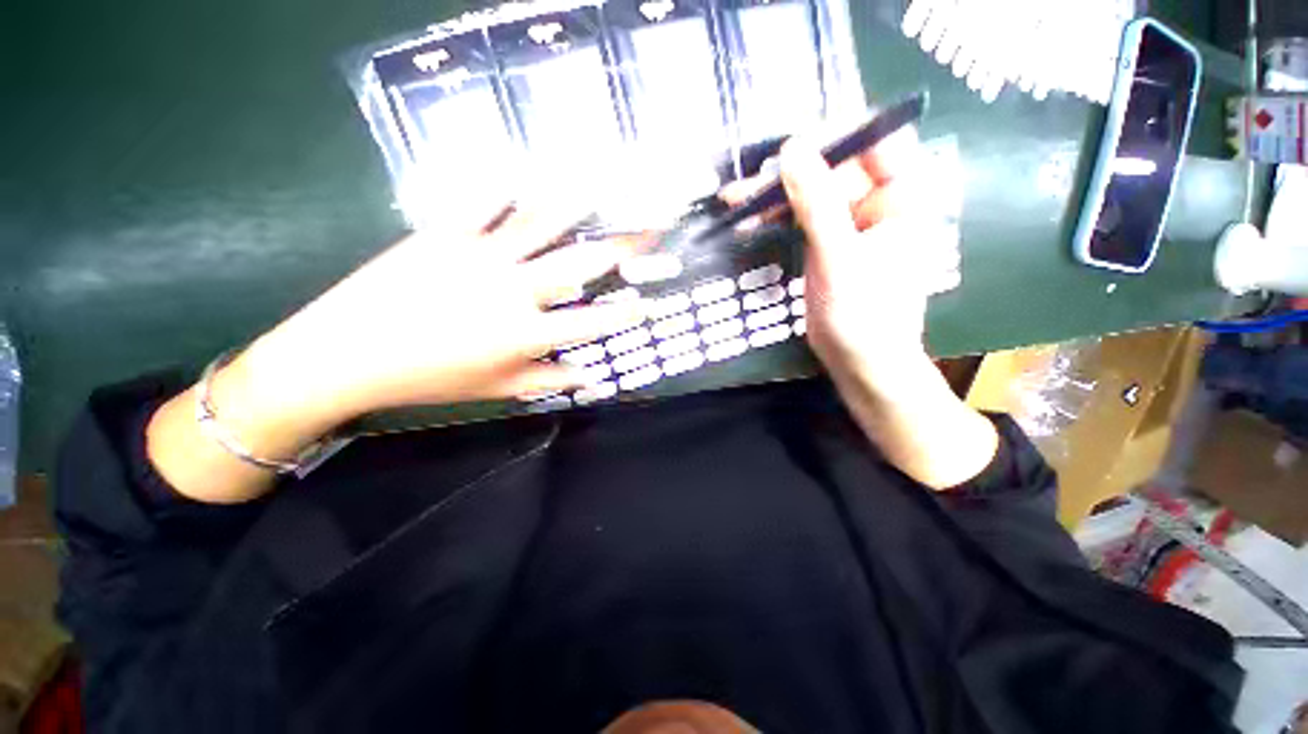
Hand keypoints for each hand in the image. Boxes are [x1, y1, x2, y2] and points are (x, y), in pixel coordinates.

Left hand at [238, 203, 649, 424]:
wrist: (347, 355)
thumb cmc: (430, 379)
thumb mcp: (496, 388)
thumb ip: (548, 379)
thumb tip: (589, 378)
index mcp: (524, 333)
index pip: (590, 322)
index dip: (623, 314)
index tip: (647, 304)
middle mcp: (512, 290)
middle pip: (576, 264)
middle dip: (618, 247)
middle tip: (645, 230)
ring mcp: (478, 256)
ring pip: (536, 224)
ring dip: (571, 205)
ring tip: (598, 185)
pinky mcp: (443, 234)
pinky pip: (480, 203)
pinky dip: (502, 187)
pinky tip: (520, 175)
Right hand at [721, 126, 958, 386]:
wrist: (860, 362)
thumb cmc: (863, 316)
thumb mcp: (839, 259)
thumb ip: (817, 203)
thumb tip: (791, 150)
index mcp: (904, 196)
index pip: (874, 140)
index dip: (833, 137)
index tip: (788, 149)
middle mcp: (879, 199)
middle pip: (833, 165)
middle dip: (789, 172)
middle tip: (748, 184)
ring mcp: (850, 220)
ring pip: (810, 190)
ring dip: (773, 195)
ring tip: (735, 200)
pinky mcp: (827, 240)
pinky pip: (800, 216)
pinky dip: (774, 217)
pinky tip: (748, 221)